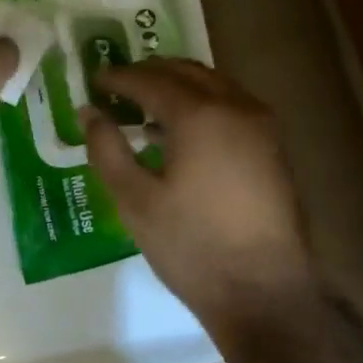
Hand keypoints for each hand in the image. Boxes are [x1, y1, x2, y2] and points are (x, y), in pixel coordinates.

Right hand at [81, 59, 321, 342]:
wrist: (261, 290)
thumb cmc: (190, 245)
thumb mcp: (134, 199)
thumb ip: (107, 149)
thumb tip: (90, 113)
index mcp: (200, 115)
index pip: (151, 80)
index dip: (118, 78)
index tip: (94, 80)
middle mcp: (236, 107)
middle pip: (187, 72)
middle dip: (150, 73)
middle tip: (118, 86)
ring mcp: (262, 126)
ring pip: (214, 86)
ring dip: (178, 87)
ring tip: (144, 107)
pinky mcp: (273, 148)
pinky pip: (231, 107)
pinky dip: (202, 105)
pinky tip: (181, 133)